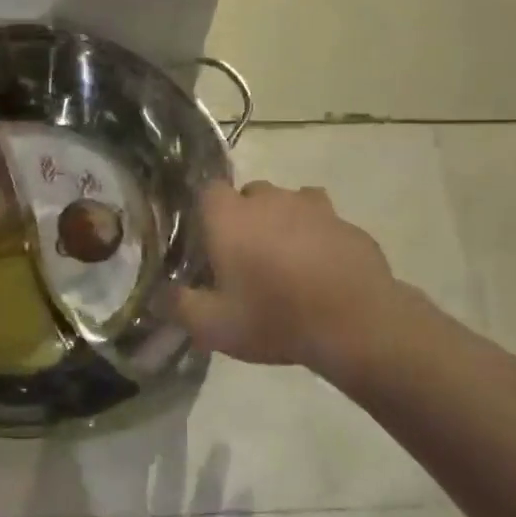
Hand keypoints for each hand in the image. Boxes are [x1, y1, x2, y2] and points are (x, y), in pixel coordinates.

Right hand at [172, 181, 412, 379]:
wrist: (356, 323)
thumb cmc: (274, 318)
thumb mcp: (213, 326)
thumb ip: (178, 306)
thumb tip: (159, 295)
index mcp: (230, 216)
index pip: (206, 190)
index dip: (205, 213)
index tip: (207, 242)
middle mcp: (269, 199)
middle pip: (248, 195)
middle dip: (244, 218)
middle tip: (245, 258)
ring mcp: (312, 206)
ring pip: (287, 203)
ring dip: (282, 223)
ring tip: (285, 262)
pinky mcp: (346, 222)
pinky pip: (322, 221)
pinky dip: (316, 237)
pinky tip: (320, 269)